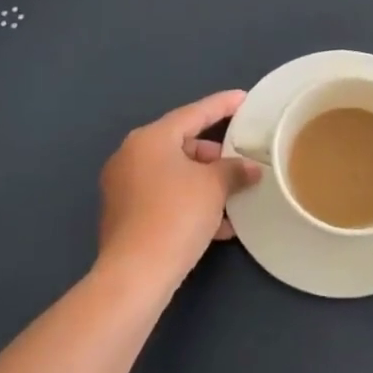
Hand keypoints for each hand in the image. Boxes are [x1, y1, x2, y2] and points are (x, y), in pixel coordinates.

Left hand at [98, 89, 262, 288]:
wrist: (135, 274)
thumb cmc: (176, 215)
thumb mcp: (214, 187)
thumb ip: (234, 170)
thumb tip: (249, 169)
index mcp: (150, 139)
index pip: (193, 113)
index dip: (221, 105)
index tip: (243, 99)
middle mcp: (131, 156)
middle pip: (181, 144)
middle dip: (214, 154)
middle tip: (240, 161)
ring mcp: (123, 187)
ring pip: (174, 175)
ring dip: (204, 183)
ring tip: (234, 196)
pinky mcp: (125, 216)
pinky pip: (164, 198)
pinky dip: (189, 203)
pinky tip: (218, 226)